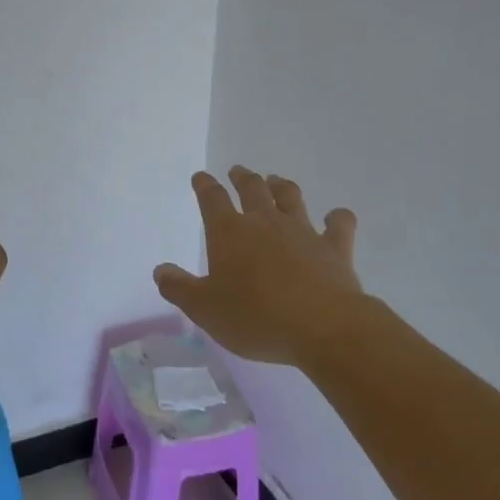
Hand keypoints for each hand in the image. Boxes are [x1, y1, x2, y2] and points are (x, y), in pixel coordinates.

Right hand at [154, 167, 364, 367]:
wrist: (322, 327)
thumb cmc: (255, 317)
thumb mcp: (205, 309)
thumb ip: (180, 288)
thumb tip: (160, 270)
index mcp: (229, 232)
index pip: (212, 199)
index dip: (205, 185)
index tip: (201, 177)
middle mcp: (264, 222)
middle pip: (252, 189)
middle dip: (242, 178)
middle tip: (238, 171)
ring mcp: (302, 231)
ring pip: (290, 197)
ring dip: (281, 186)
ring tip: (275, 180)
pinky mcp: (334, 247)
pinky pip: (338, 224)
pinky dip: (337, 217)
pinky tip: (337, 216)